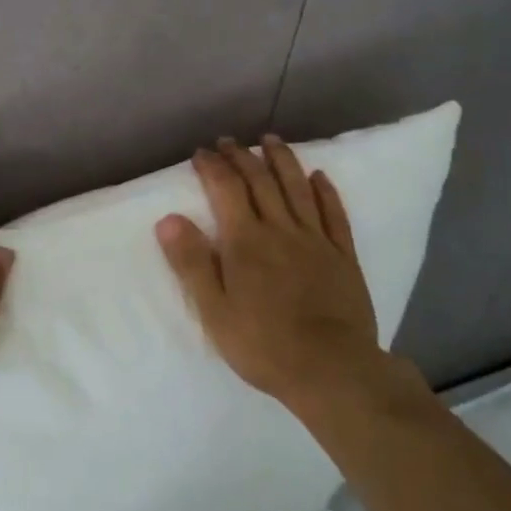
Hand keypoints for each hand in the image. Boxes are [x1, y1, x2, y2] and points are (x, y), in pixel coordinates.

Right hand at [156, 136, 388, 414]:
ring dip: (283, 160)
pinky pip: (334, 214)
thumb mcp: (214, 311)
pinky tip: (319, 176)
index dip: (212, 167)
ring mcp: (316, 240)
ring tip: (271, 140)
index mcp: (246, 242)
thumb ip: (192, 263)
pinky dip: (325, 191)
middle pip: (260, 181)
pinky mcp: (343, 255)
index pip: (226, 190)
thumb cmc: (263, 344)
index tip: (201, 153)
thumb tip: (168, 219)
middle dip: (242, 157)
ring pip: (298, 188)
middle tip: (229, 141)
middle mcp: (281, 230)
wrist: (332, 369)